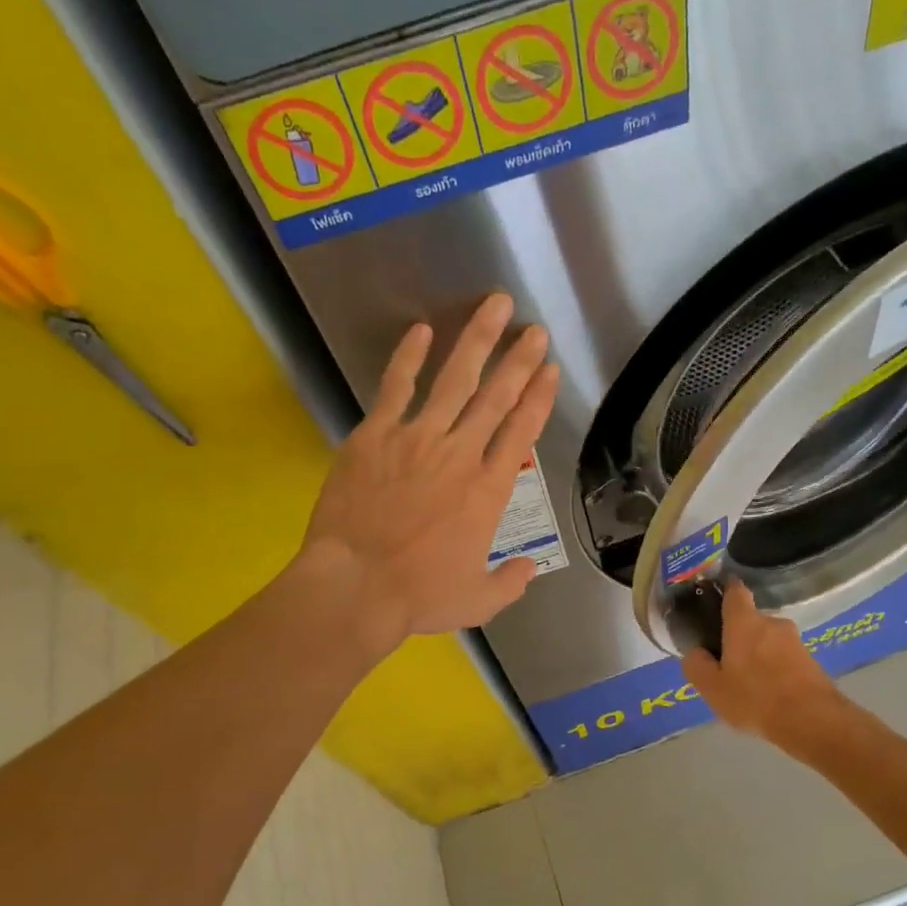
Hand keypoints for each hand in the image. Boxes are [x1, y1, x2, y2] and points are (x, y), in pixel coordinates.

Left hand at [299, 292, 560, 657]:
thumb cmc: (420, 595)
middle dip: (519, 359)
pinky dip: (408, 357)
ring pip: (454, 379)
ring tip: (495, 306)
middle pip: (496, 396)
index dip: (538, 397)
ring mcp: (416, 438)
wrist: (357, 585)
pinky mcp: (375, 435)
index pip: (521, 432)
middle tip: (534, 329)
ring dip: (478, 341)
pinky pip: (396, 387)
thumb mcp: (479, 599)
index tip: (549, 370)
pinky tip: (421, 330)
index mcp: (488, 490)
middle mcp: (460, 454)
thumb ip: (510, 582)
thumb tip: (529, 568)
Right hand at [683, 583, 847, 750]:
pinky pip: (785, 657)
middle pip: (751, 620)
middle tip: (727, 660)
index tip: (717, 595)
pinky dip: (775, 667)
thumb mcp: (712, 688)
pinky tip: (769, 692)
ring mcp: (795, 640)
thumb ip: (697, 665)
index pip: (736, 591)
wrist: (812, 720)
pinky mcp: (811, 659)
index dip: (726, 589)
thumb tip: (695, 652)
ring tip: (749, 682)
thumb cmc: (754, 698)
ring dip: (758, 653)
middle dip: (739, 634)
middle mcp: (772, 623)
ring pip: (769, 640)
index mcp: (744, 622)